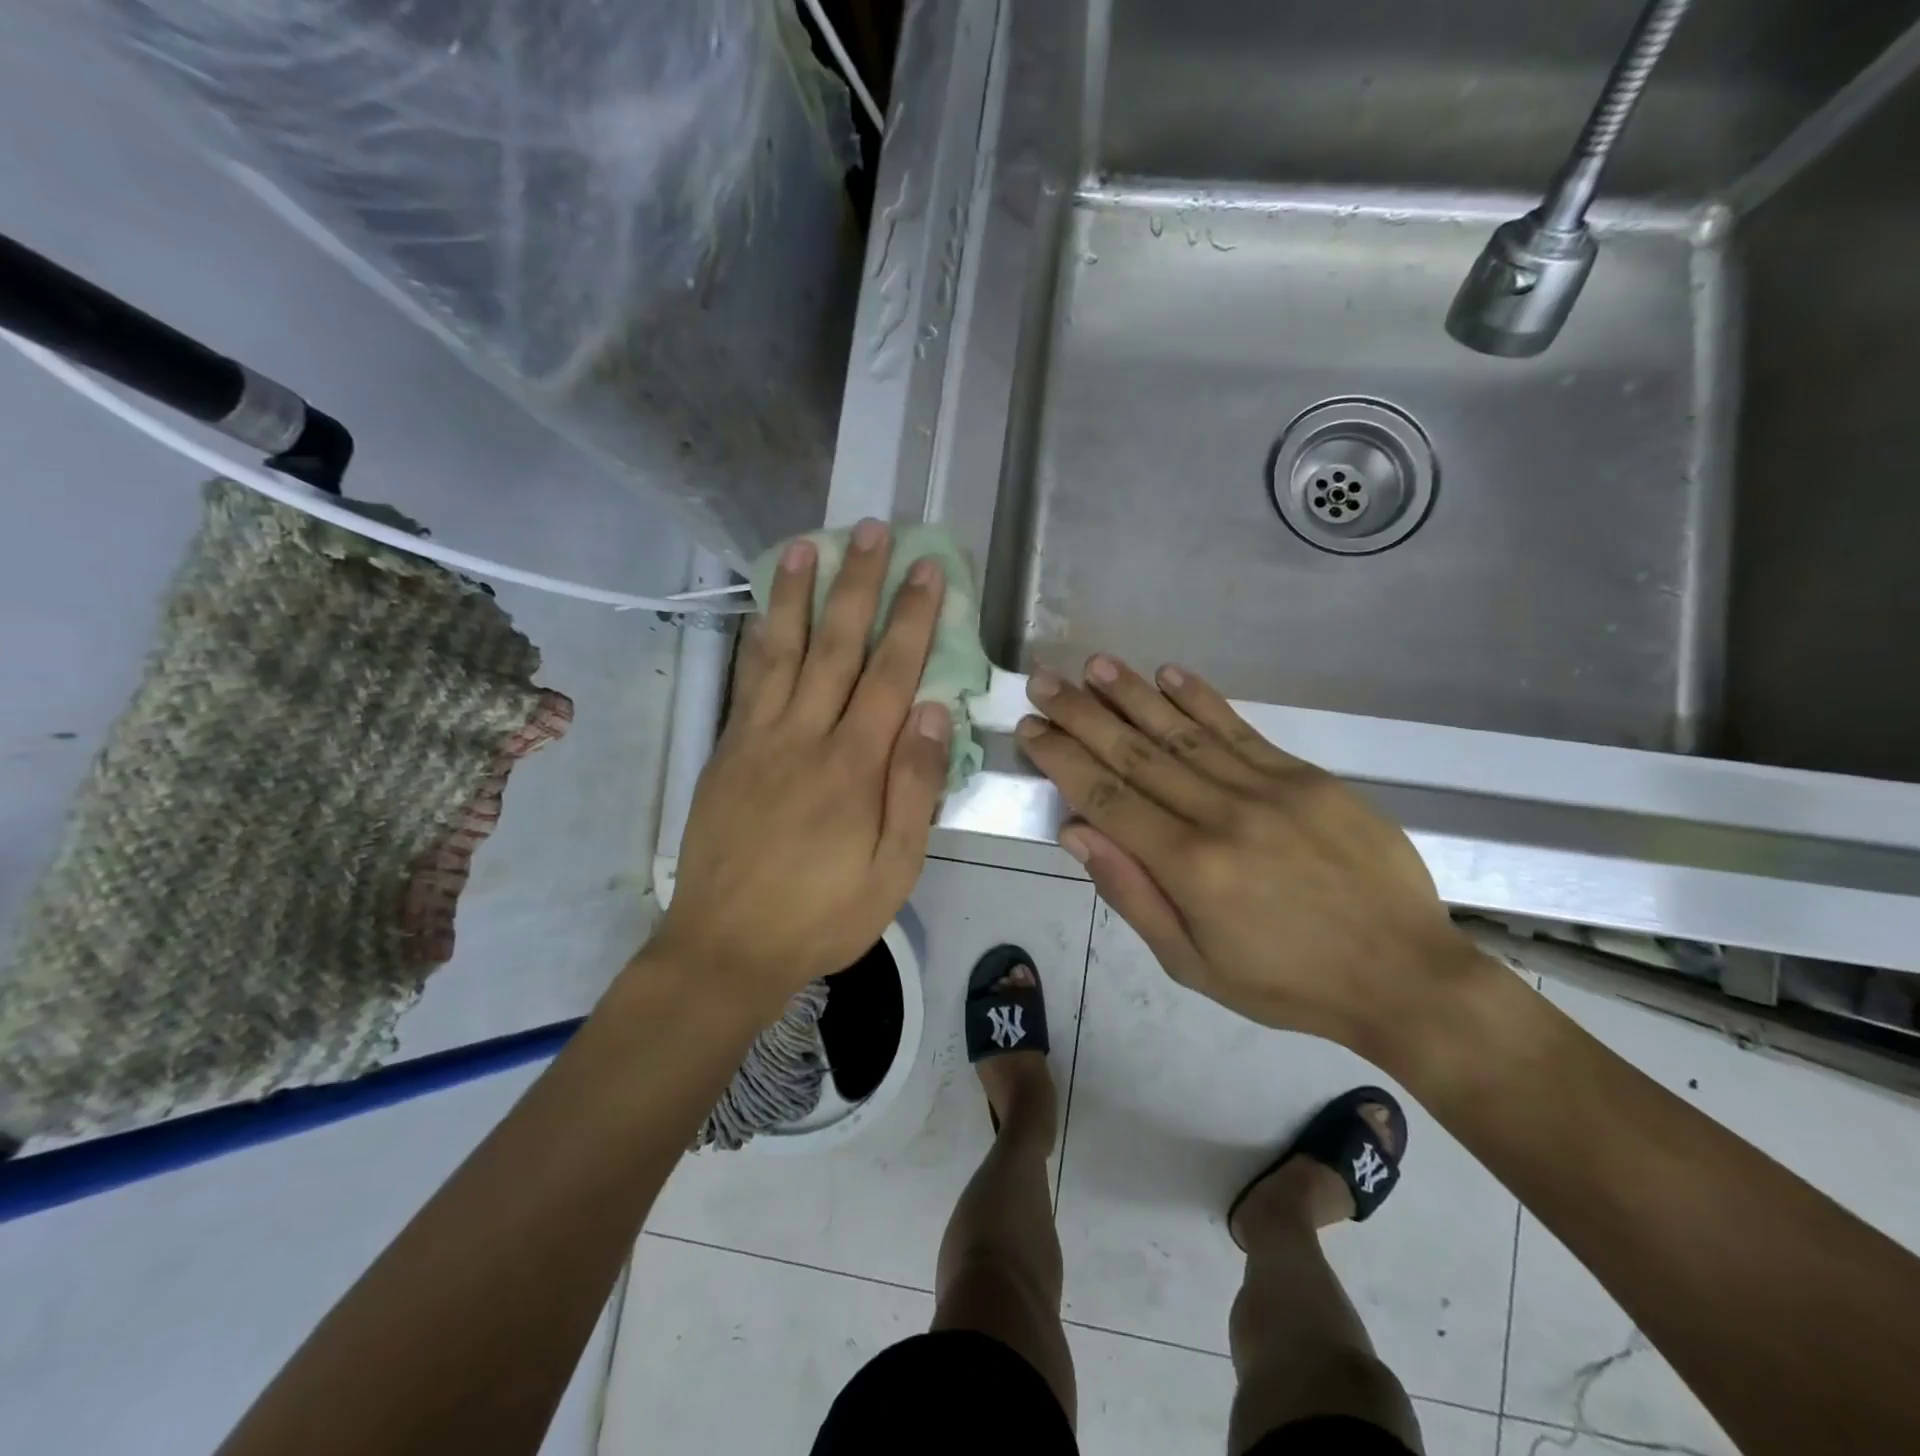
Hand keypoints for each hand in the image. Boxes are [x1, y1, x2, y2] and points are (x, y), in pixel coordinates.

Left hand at [654, 522, 951, 1019]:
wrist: (727, 946)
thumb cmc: (823, 915)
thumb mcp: (893, 870)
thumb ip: (914, 787)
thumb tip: (933, 709)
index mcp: (853, 766)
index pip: (891, 673)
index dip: (912, 617)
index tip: (927, 569)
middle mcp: (805, 736)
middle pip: (838, 645)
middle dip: (860, 584)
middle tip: (873, 530)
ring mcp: (759, 739)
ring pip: (784, 651)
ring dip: (799, 594)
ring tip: (809, 543)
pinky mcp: (728, 751)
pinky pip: (747, 681)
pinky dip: (760, 638)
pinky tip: (767, 612)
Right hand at [1016, 656, 1477, 1049]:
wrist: (1403, 974)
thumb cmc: (1286, 982)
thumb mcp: (1193, 963)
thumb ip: (1131, 894)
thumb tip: (1076, 831)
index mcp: (1189, 868)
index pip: (1107, 798)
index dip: (1062, 759)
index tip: (1030, 728)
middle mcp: (1221, 815)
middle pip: (1135, 754)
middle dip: (1081, 715)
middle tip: (1043, 681)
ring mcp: (1267, 788)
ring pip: (1182, 731)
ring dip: (1132, 694)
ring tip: (1093, 666)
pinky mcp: (1305, 776)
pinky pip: (1239, 729)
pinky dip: (1200, 698)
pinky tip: (1167, 673)